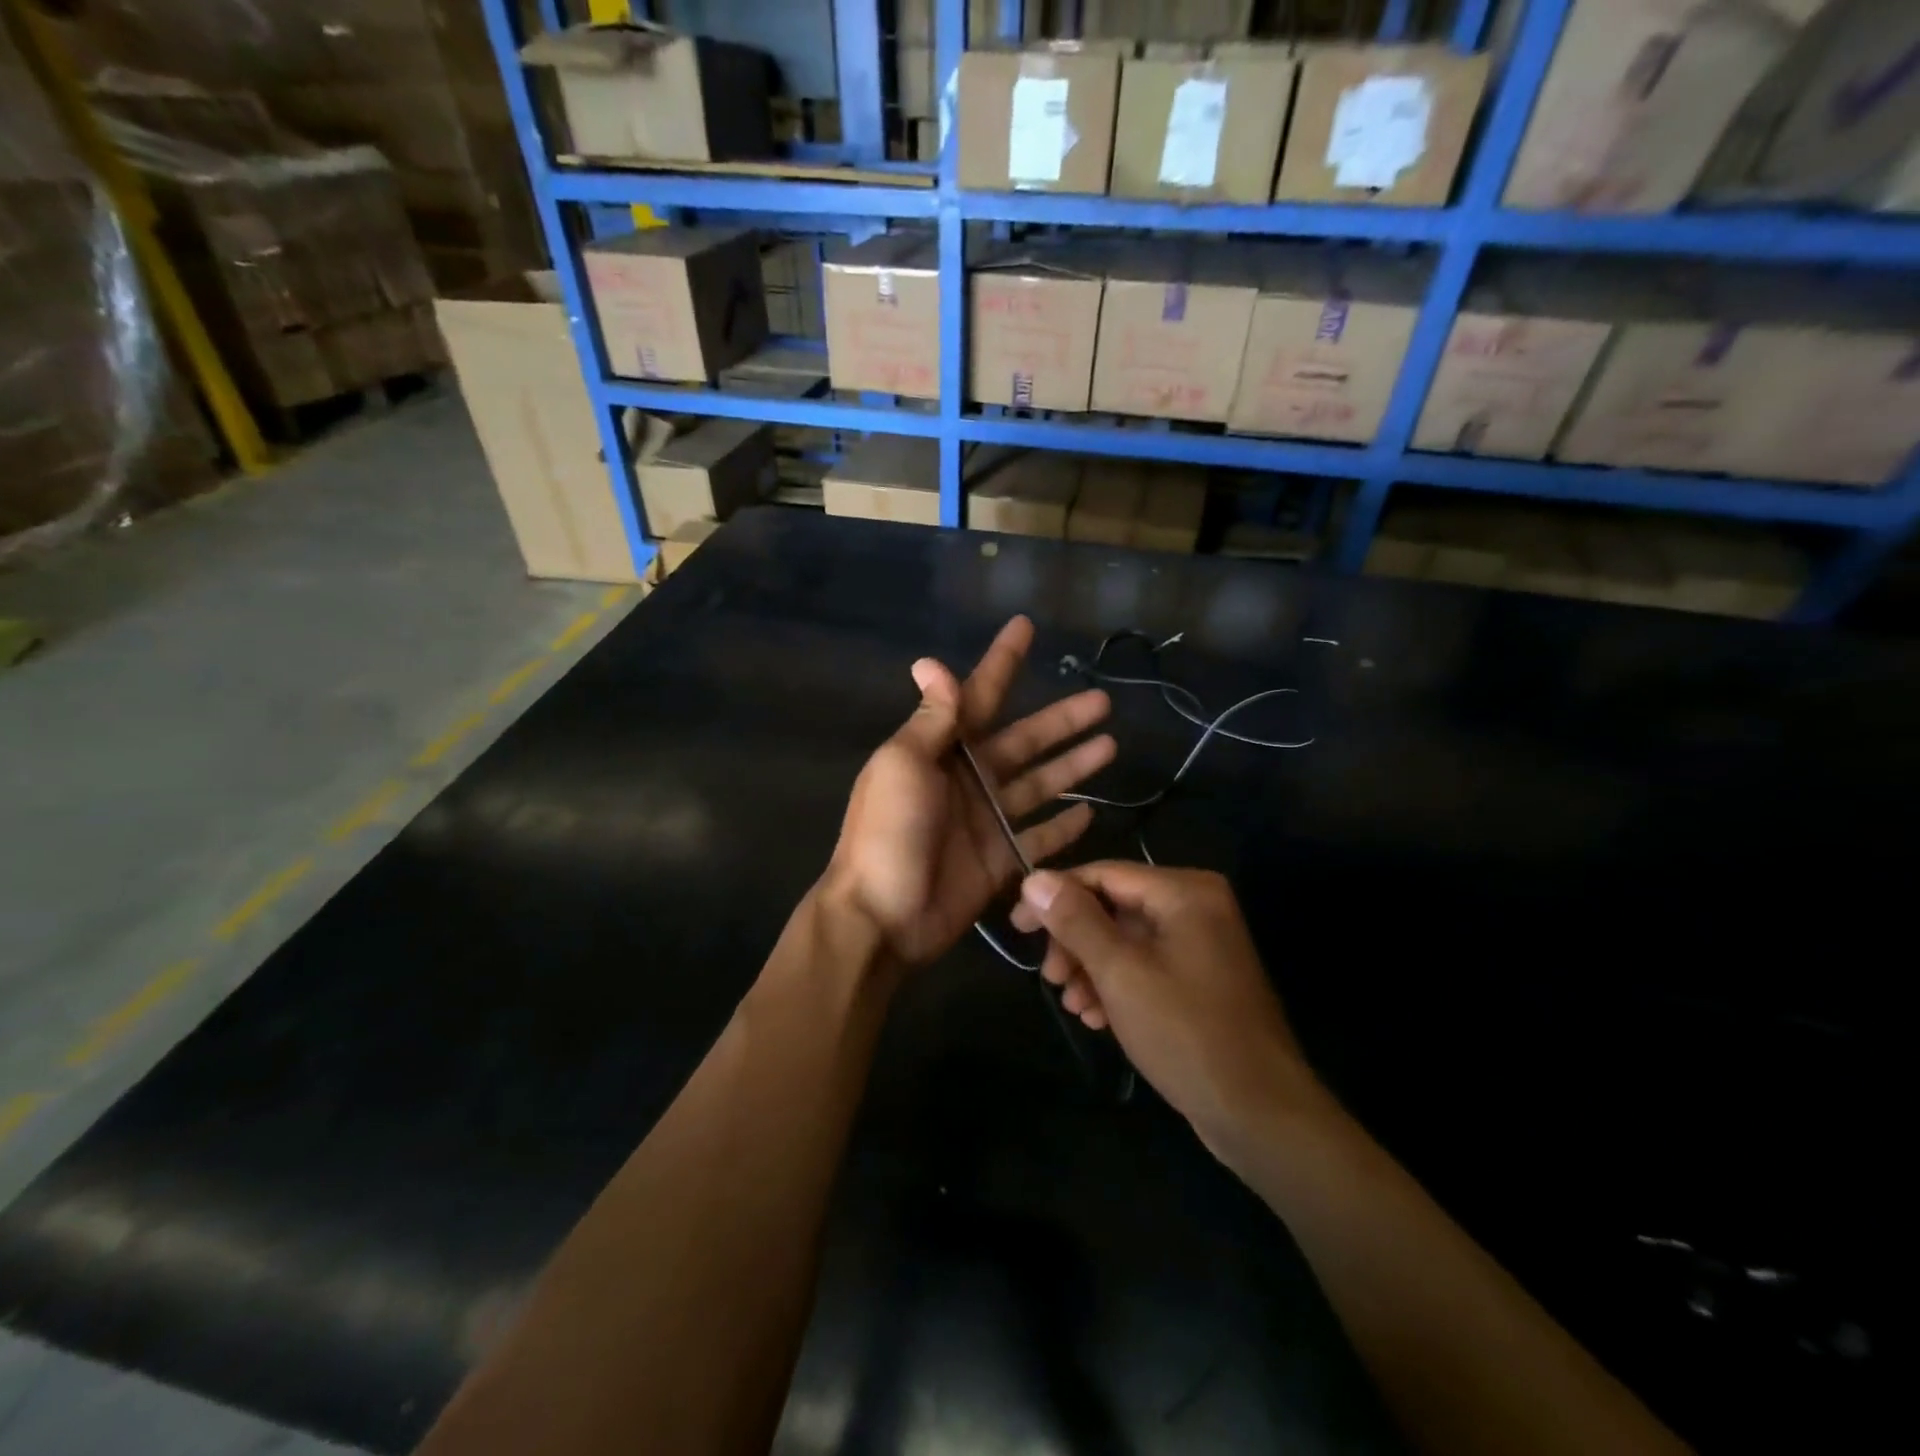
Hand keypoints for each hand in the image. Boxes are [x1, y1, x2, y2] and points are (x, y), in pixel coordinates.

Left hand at [821, 616, 1115, 967]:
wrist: (882, 916)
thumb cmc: (889, 831)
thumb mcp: (904, 764)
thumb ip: (931, 719)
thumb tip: (931, 661)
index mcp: (941, 750)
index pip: (980, 695)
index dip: (1002, 661)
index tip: (1025, 626)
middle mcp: (969, 779)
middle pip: (1025, 740)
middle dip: (1062, 720)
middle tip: (1103, 701)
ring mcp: (987, 821)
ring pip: (1040, 784)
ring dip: (1073, 765)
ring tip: (1112, 745)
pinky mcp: (1001, 861)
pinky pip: (1039, 839)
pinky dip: (1063, 827)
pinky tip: (1090, 811)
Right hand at [1011, 863, 1325, 1157]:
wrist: (1261, 1114)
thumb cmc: (1186, 1032)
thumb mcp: (1120, 973)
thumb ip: (1075, 921)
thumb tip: (1034, 879)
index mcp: (1184, 891)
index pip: (1103, 874)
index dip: (1055, 896)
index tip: (1017, 927)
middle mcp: (1196, 907)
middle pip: (1113, 907)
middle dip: (1075, 941)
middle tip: (1049, 977)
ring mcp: (1201, 945)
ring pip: (1125, 941)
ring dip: (1091, 968)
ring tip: (1071, 1004)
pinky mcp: (1200, 980)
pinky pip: (1145, 967)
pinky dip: (1116, 985)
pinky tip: (1095, 1017)